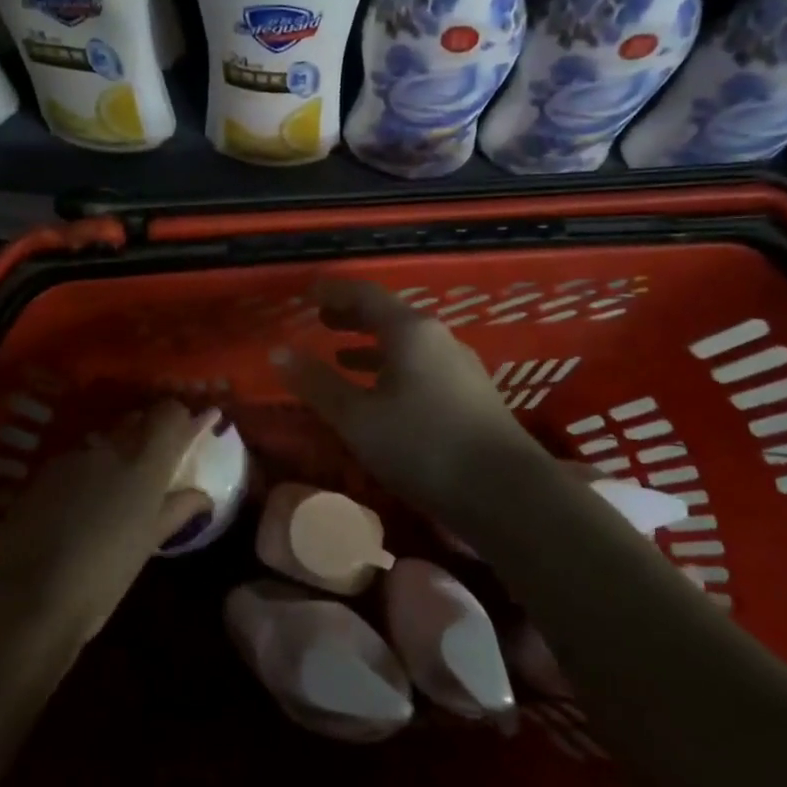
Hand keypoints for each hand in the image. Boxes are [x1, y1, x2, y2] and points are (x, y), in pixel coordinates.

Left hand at [0, 400, 215, 644]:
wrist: (25, 598)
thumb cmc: (103, 578)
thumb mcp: (147, 545)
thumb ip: (177, 510)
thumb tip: (203, 496)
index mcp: (144, 465)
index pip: (169, 414)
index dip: (181, 419)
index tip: (192, 431)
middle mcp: (110, 449)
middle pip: (136, 420)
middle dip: (149, 433)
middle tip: (155, 465)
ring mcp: (73, 458)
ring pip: (104, 441)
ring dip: (115, 454)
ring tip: (114, 491)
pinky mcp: (43, 473)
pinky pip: (76, 460)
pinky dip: (87, 473)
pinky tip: (80, 505)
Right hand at [277, 276, 537, 525]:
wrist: (508, 494)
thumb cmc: (423, 447)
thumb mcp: (358, 418)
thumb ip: (317, 384)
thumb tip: (278, 352)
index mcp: (411, 331)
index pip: (365, 295)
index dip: (333, 292)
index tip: (307, 292)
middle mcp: (439, 338)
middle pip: (389, 316)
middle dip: (352, 316)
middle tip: (321, 319)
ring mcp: (460, 366)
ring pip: (407, 344)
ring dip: (372, 346)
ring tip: (342, 356)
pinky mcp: (472, 395)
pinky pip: (422, 367)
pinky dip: (393, 369)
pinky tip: (383, 395)